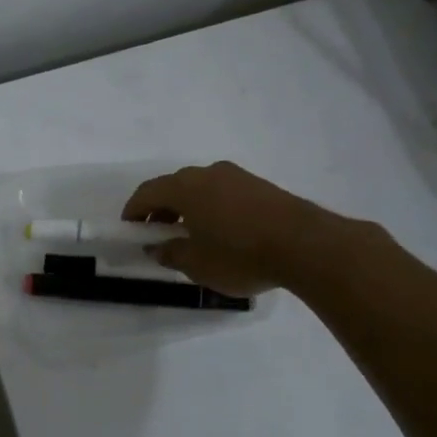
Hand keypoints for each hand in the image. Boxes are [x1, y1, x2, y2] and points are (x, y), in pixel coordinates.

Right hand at [122, 161, 340, 295]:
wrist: (306, 245)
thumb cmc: (240, 255)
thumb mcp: (197, 264)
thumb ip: (170, 253)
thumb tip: (157, 247)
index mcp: (185, 187)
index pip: (147, 192)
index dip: (134, 211)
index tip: (130, 230)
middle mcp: (207, 173)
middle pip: (173, 186)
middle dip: (160, 209)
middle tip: (158, 235)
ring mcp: (237, 176)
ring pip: (200, 188)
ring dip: (188, 208)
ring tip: (191, 236)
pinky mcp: (260, 185)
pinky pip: (223, 192)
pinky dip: (211, 208)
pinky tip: (221, 232)